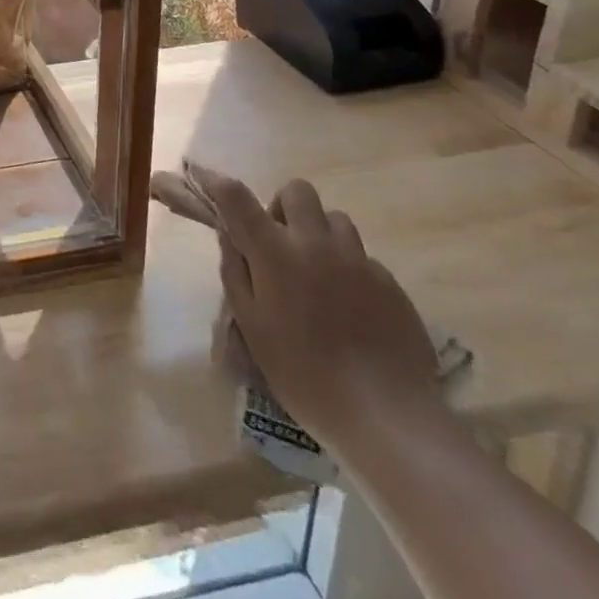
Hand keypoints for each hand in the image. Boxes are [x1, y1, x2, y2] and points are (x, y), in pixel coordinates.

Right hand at [189, 167, 440, 448]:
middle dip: (282, 207)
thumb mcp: (252, 326)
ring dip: (318, 233)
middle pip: (297, 191)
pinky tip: (349, 308)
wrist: (388, 416)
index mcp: (275, 252)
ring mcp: (358, 261)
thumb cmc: (305, 374)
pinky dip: (348, 268)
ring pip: (335, 218)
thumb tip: (230, 237)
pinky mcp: (391, 284)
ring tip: (316, 273)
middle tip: (278, 243)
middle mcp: (316, 243)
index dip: (217, 183)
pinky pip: (362, 257)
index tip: (207, 182)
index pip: (236, 197)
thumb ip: (236, 273)